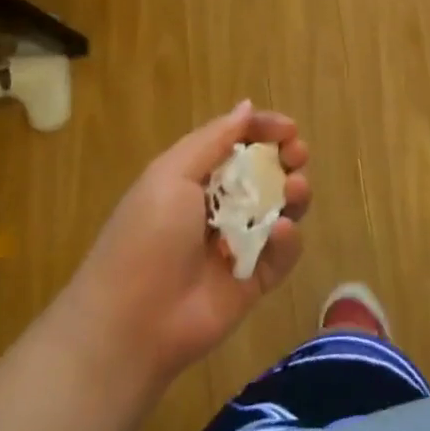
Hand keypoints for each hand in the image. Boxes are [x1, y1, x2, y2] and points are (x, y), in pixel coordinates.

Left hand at [57, 101, 309, 397]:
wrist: (132, 324)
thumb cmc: (146, 238)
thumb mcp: (171, 175)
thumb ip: (213, 140)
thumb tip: (246, 106)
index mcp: (196, 178)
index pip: (239, 143)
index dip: (265, 130)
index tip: (288, 129)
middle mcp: (221, 206)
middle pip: (267, 172)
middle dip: (288, 158)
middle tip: (297, 155)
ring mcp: (240, 243)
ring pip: (282, 208)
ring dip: (295, 192)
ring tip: (296, 188)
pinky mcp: (256, 279)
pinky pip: (283, 252)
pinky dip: (287, 238)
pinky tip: (279, 231)